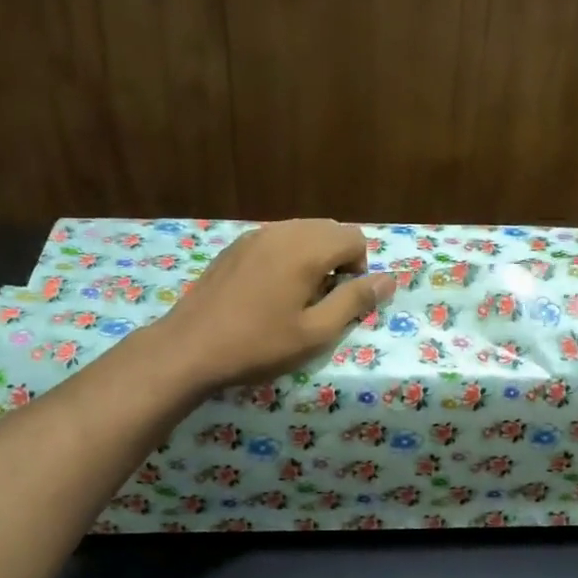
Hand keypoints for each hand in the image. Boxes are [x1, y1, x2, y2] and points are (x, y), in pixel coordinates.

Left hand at [152, 220, 397, 390]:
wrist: (189, 348)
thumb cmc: (258, 345)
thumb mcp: (315, 332)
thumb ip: (355, 301)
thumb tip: (389, 279)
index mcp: (306, 249)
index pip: (354, 237)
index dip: (359, 269)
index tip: (341, 301)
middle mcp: (283, 231)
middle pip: (330, 229)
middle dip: (338, 260)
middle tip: (322, 301)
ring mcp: (255, 236)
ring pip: (302, 232)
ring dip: (313, 257)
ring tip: (297, 297)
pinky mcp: (235, 247)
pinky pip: (277, 240)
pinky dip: (288, 257)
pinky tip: (269, 292)